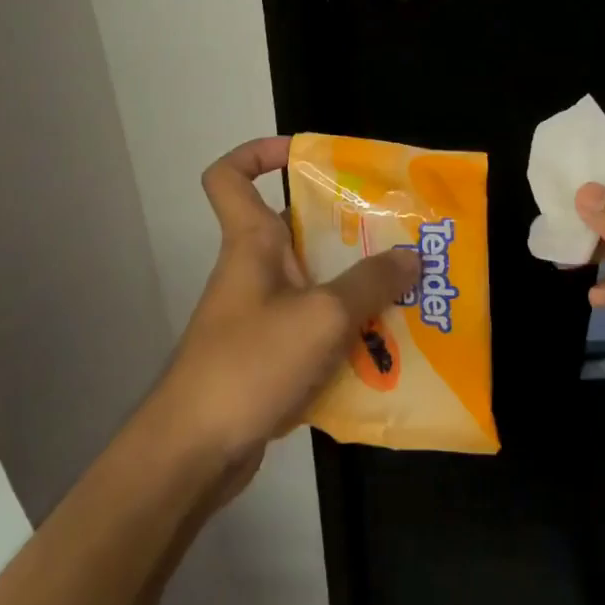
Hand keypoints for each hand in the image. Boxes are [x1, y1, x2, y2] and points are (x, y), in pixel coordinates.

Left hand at [154, 137, 421, 478]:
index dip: (259, 153)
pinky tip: (386, 348)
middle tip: (398, 235)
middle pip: (296, 228)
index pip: (229, 176)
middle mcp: (253, 271)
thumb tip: (410, 256)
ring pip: (313, 282)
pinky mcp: (268, 356)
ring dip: (355, 286)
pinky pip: (314, 328)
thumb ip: (370, 283)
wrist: (195, 451)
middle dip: (347, 229)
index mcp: (250, 243)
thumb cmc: (250, 363)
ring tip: (407, 291)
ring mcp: (260, 315)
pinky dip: (345, 332)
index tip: (306, 155)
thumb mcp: (323, 316)